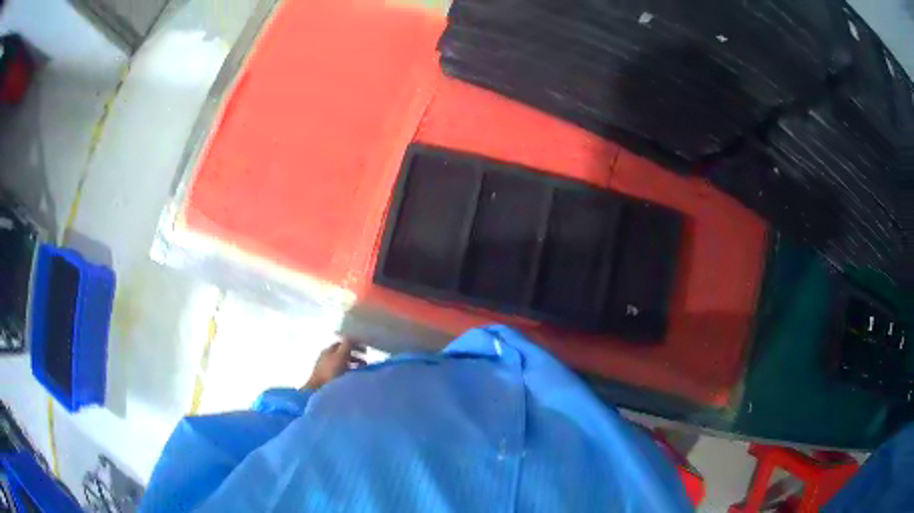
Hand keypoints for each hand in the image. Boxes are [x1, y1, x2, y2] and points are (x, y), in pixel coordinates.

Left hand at [302, 340, 363, 389]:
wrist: (318, 390)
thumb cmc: (330, 372)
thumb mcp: (340, 356)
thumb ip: (346, 345)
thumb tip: (352, 335)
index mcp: (329, 350)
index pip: (343, 343)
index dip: (354, 344)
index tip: (365, 349)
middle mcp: (327, 356)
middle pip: (343, 352)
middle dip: (355, 355)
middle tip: (366, 360)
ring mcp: (326, 367)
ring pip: (343, 362)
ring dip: (353, 363)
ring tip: (362, 370)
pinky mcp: (328, 377)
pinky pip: (341, 371)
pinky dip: (349, 371)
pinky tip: (353, 376)